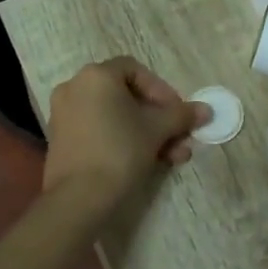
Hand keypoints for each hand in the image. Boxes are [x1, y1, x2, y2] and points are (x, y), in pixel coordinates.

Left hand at [43, 57, 207, 212]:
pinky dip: (122, 140)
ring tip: (171, 157)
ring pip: (114, 117)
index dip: (162, 90)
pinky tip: (145, 162)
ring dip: (145, 133)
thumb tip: (206, 110)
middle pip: (126, 96)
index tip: (178, 113)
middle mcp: (74, 87)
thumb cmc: (121, 151)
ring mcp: (64, 115)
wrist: (79, 197)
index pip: (136, 71)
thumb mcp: (158, 130)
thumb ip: (182, 115)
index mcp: (96, 76)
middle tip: (179, 138)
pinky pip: (98, 130)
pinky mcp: (60, 140)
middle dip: (158, 119)